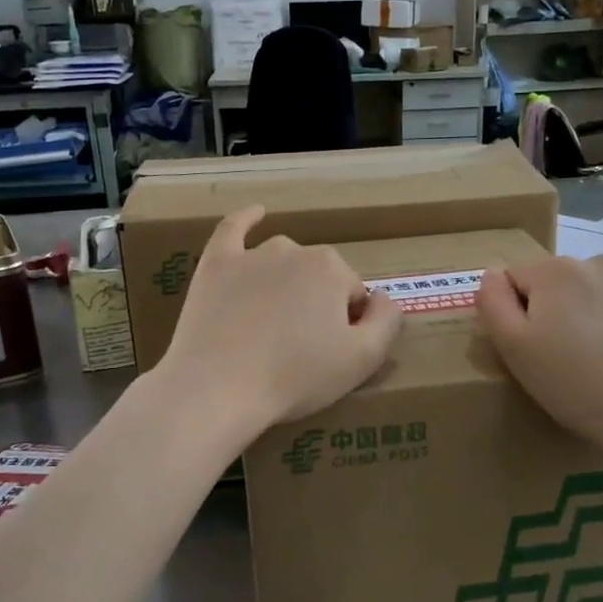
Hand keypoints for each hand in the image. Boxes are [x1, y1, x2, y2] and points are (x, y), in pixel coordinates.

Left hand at [157, 206, 402, 440]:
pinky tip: (256, 213)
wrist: (217, 388)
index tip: (330, 354)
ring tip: (272, 324)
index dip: (347, 326)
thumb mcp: (363, 359)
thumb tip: (383, 297)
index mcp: (332, 269)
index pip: (353, 295)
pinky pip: (233, 230)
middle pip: (318, 277)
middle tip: (300, 349)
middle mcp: (293, 250)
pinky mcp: (215, 266)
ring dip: (286, 282)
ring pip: (282, 261)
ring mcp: (250, 255)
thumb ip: (387, 321)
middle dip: (316, 305)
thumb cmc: (295, 377)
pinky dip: (246, 220)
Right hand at [478, 255, 602, 467]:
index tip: (533, 347)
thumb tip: (492, 275)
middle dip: (557, 310)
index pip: (517, 277)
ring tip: (602, 360)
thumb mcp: (514, 350)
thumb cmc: (576, 384)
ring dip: (593, 314)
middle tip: (566, 358)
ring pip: (599, 292)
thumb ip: (493, 303)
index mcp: (557, 269)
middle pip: (560, 281)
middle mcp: (600, 262)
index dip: (517, 313)